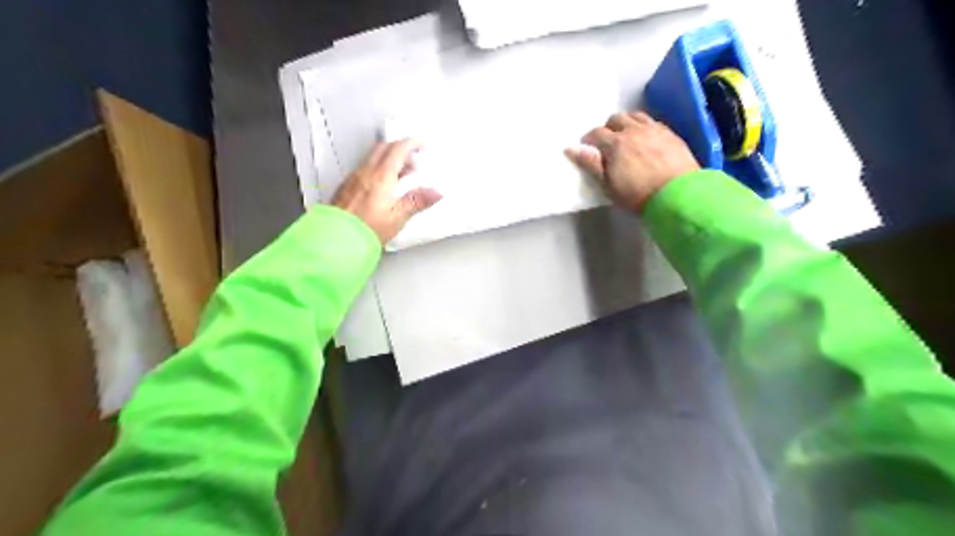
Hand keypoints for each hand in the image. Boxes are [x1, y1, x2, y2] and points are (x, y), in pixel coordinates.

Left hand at [333, 137, 443, 243]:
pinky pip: (364, 169)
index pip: (398, 149)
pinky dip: (378, 169)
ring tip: (402, 175)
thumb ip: (417, 202)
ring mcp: (354, 178)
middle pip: (384, 148)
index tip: (422, 145)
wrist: (336, 240)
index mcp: (381, 176)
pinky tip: (383, 186)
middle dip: (401, 148)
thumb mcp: (397, 218)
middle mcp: (365, 173)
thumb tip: (435, 193)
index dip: (412, 143)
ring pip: (373, 158)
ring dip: (390, 159)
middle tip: (414, 158)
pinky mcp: (346, 187)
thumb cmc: (364, 230)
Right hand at [562, 112, 699, 210]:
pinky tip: (645, 139)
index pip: (596, 133)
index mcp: (615, 143)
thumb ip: (591, 165)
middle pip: (616, 119)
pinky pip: (653, 122)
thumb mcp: (608, 185)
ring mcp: (654, 130)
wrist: (678, 196)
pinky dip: (644, 127)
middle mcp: (634, 130)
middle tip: (607, 143)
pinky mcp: (671, 134)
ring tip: (626, 137)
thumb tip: (571, 148)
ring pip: (635, 116)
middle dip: (608, 128)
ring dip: (627, 123)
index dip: (589, 139)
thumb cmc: (637, 195)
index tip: (587, 147)